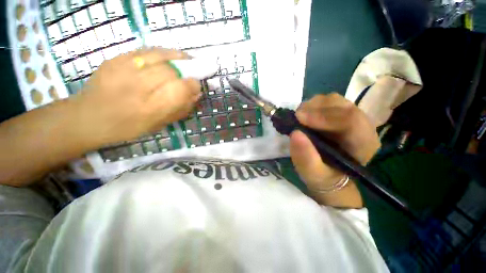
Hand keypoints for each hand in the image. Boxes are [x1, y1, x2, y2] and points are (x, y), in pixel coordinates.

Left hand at [70, 48, 200, 145]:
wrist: (88, 118)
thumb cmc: (128, 127)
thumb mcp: (159, 125)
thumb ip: (180, 109)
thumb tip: (196, 93)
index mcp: (149, 109)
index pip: (180, 89)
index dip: (193, 85)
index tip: (197, 86)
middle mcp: (136, 87)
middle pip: (170, 71)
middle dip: (185, 72)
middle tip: (189, 76)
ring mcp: (122, 69)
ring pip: (159, 55)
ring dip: (177, 57)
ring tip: (186, 60)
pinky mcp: (114, 58)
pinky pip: (145, 50)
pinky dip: (162, 53)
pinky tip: (168, 58)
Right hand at [290, 93, 380, 190]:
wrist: (330, 175)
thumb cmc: (324, 178)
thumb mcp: (313, 175)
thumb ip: (306, 158)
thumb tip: (295, 133)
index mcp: (363, 144)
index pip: (350, 121)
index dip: (323, 117)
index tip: (299, 119)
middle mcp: (362, 126)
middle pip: (342, 106)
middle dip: (315, 109)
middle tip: (296, 117)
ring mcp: (351, 117)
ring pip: (334, 100)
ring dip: (312, 106)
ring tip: (299, 118)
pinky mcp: (339, 113)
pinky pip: (327, 102)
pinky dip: (312, 105)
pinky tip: (304, 116)